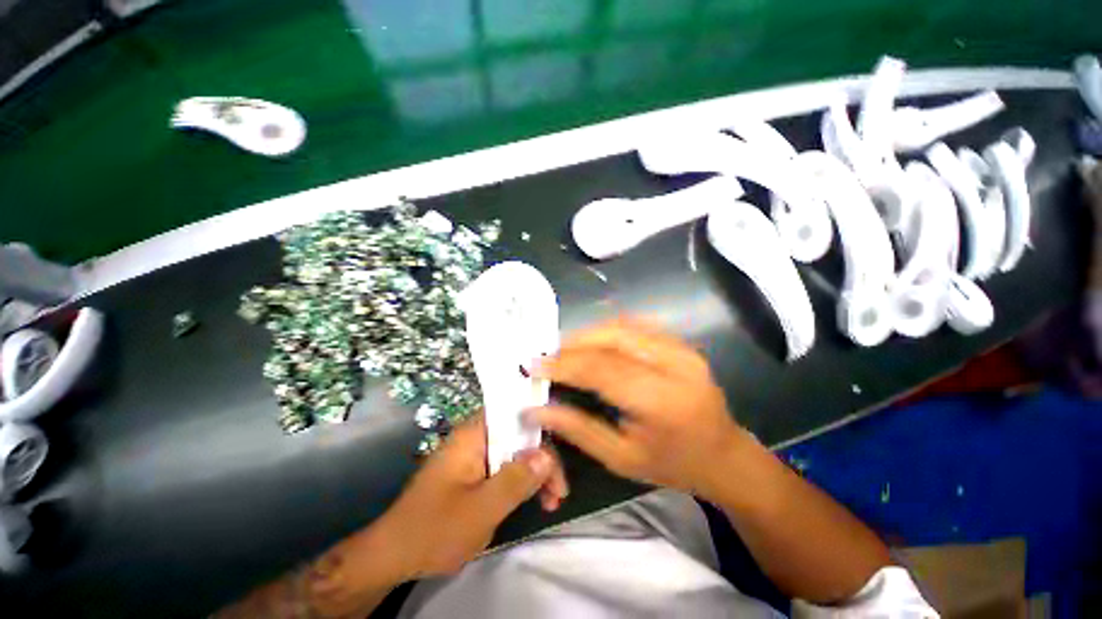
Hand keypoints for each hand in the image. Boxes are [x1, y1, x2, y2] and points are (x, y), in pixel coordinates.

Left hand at [378, 415, 567, 578]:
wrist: (392, 556)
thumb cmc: (434, 530)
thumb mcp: (480, 509)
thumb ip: (516, 480)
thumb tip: (548, 455)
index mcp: (473, 434)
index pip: (516, 415)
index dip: (542, 427)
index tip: (558, 457)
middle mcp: (475, 437)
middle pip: (519, 435)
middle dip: (542, 460)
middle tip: (559, 491)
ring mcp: (474, 455)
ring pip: (515, 453)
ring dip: (535, 473)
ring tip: (551, 501)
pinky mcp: (474, 472)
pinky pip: (505, 468)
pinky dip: (521, 482)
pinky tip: (532, 500)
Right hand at [530, 318, 745, 499]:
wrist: (724, 455)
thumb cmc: (673, 465)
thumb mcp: (621, 458)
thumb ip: (577, 428)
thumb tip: (535, 408)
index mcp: (662, 400)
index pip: (602, 368)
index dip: (563, 364)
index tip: (533, 364)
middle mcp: (674, 364)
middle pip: (611, 337)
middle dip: (572, 344)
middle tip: (547, 356)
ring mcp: (681, 348)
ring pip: (622, 326)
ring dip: (587, 334)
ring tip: (564, 350)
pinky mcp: (681, 342)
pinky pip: (635, 326)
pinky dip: (607, 330)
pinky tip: (591, 343)